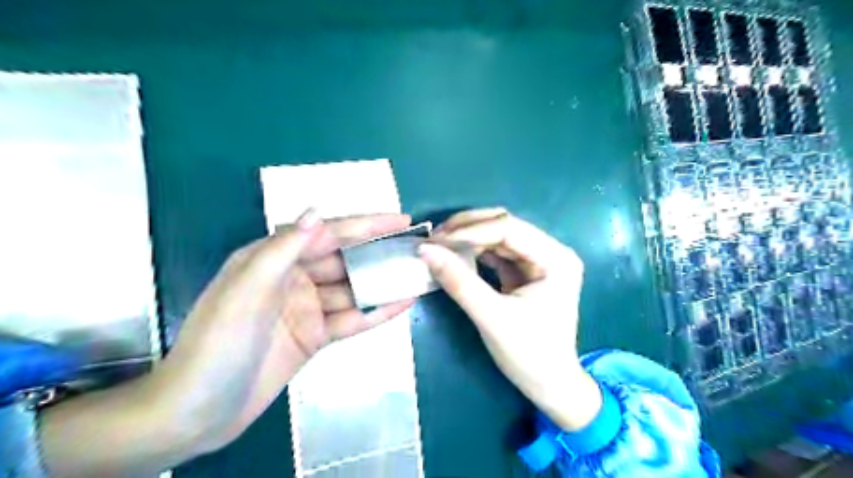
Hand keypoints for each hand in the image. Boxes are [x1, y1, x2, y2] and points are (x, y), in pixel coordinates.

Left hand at [159, 212, 417, 451]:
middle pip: (345, 259)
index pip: (328, 233)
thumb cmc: (219, 342)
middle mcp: (294, 277)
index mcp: (274, 258)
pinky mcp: (315, 335)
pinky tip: (402, 303)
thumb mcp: (248, 289)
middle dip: (379, 252)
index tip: (400, 219)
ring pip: (352, 289)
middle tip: (415, 247)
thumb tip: (317, 212)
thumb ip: (283, 249)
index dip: (366, 224)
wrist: (200, 411)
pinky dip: (376, 312)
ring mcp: (307, 308)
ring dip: (382, 283)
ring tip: (416, 274)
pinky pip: (351, 319)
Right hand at [420, 208, 598, 430]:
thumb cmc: (529, 355)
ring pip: (498, 237)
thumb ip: (459, 282)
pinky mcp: (525, 273)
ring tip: (439, 245)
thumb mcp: (492, 318)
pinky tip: (454, 256)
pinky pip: (497, 253)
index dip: (470, 231)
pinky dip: (474, 253)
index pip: (509, 229)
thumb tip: (425, 250)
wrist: (550, 386)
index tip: (436, 240)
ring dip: (468, 239)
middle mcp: (551, 252)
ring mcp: (538, 261)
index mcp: (556, 259)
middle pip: (504, 226)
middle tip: (435, 238)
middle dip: (467, 229)